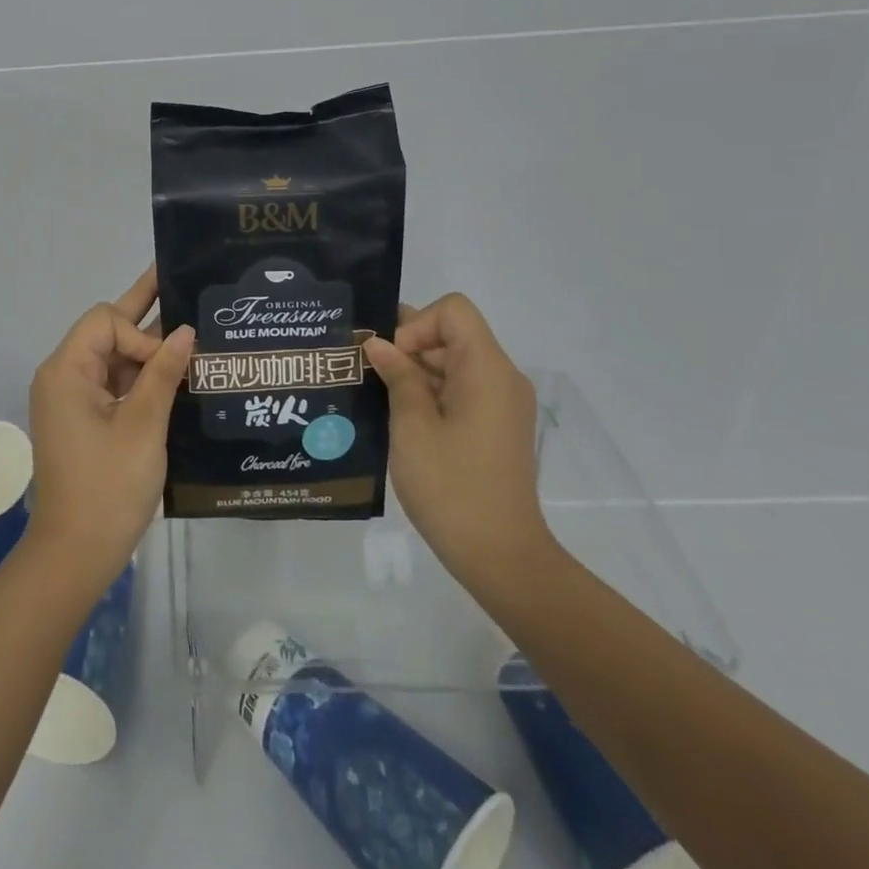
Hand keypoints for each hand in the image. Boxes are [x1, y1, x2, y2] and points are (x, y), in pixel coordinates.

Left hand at [25, 267, 194, 592]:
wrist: (76, 554)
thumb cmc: (107, 488)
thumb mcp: (143, 427)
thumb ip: (163, 374)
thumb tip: (186, 331)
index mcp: (66, 371)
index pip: (105, 321)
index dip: (140, 333)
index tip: (166, 365)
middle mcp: (64, 377)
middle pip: (107, 332)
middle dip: (145, 313)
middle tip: (182, 282)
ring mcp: (73, 399)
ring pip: (113, 358)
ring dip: (148, 352)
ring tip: (194, 334)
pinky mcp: (85, 419)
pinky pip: (115, 384)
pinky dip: (142, 379)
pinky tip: (178, 376)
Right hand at [364, 294, 552, 590]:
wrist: (501, 557)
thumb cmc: (452, 486)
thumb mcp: (412, 426)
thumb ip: (397, 376)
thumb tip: (379, 345)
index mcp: (486, 369)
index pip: (453, 311)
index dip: (416, 325)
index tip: (393, 362)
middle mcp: (501, 378)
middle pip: (452, 334)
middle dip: (408, 347)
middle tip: (367, 372)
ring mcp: (502, 404)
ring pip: (453, 363)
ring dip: (415, 372)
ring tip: (376, 396)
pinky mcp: (496, 427)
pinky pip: (461, 389)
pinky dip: (430, 393)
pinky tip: (399, 419)